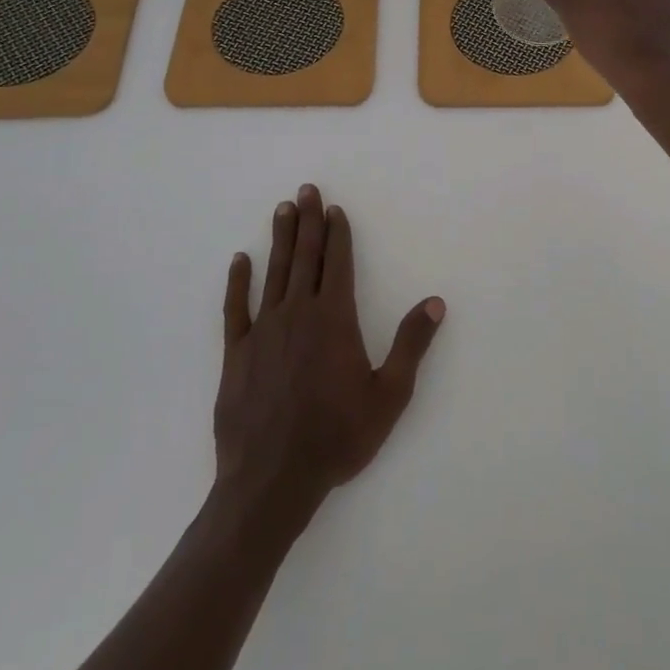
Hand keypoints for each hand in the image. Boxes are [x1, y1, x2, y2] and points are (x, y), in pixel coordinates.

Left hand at [213, 185, 445, 525]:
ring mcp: (263, 330)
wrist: (273, 480)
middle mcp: (297, 313)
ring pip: (273, 273)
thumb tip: (434, 302)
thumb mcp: (389, 395)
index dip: (338, 233)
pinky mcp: (236, 353)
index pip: (338, 263)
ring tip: (282, 209)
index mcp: (334, 319)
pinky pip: (235, 308)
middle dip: (308, 221)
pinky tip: (239, 260)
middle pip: (305, 257)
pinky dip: (237, 281)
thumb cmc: (337, 437)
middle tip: (306, 190)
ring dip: (279, 239)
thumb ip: (410, 345)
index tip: (335, 208)